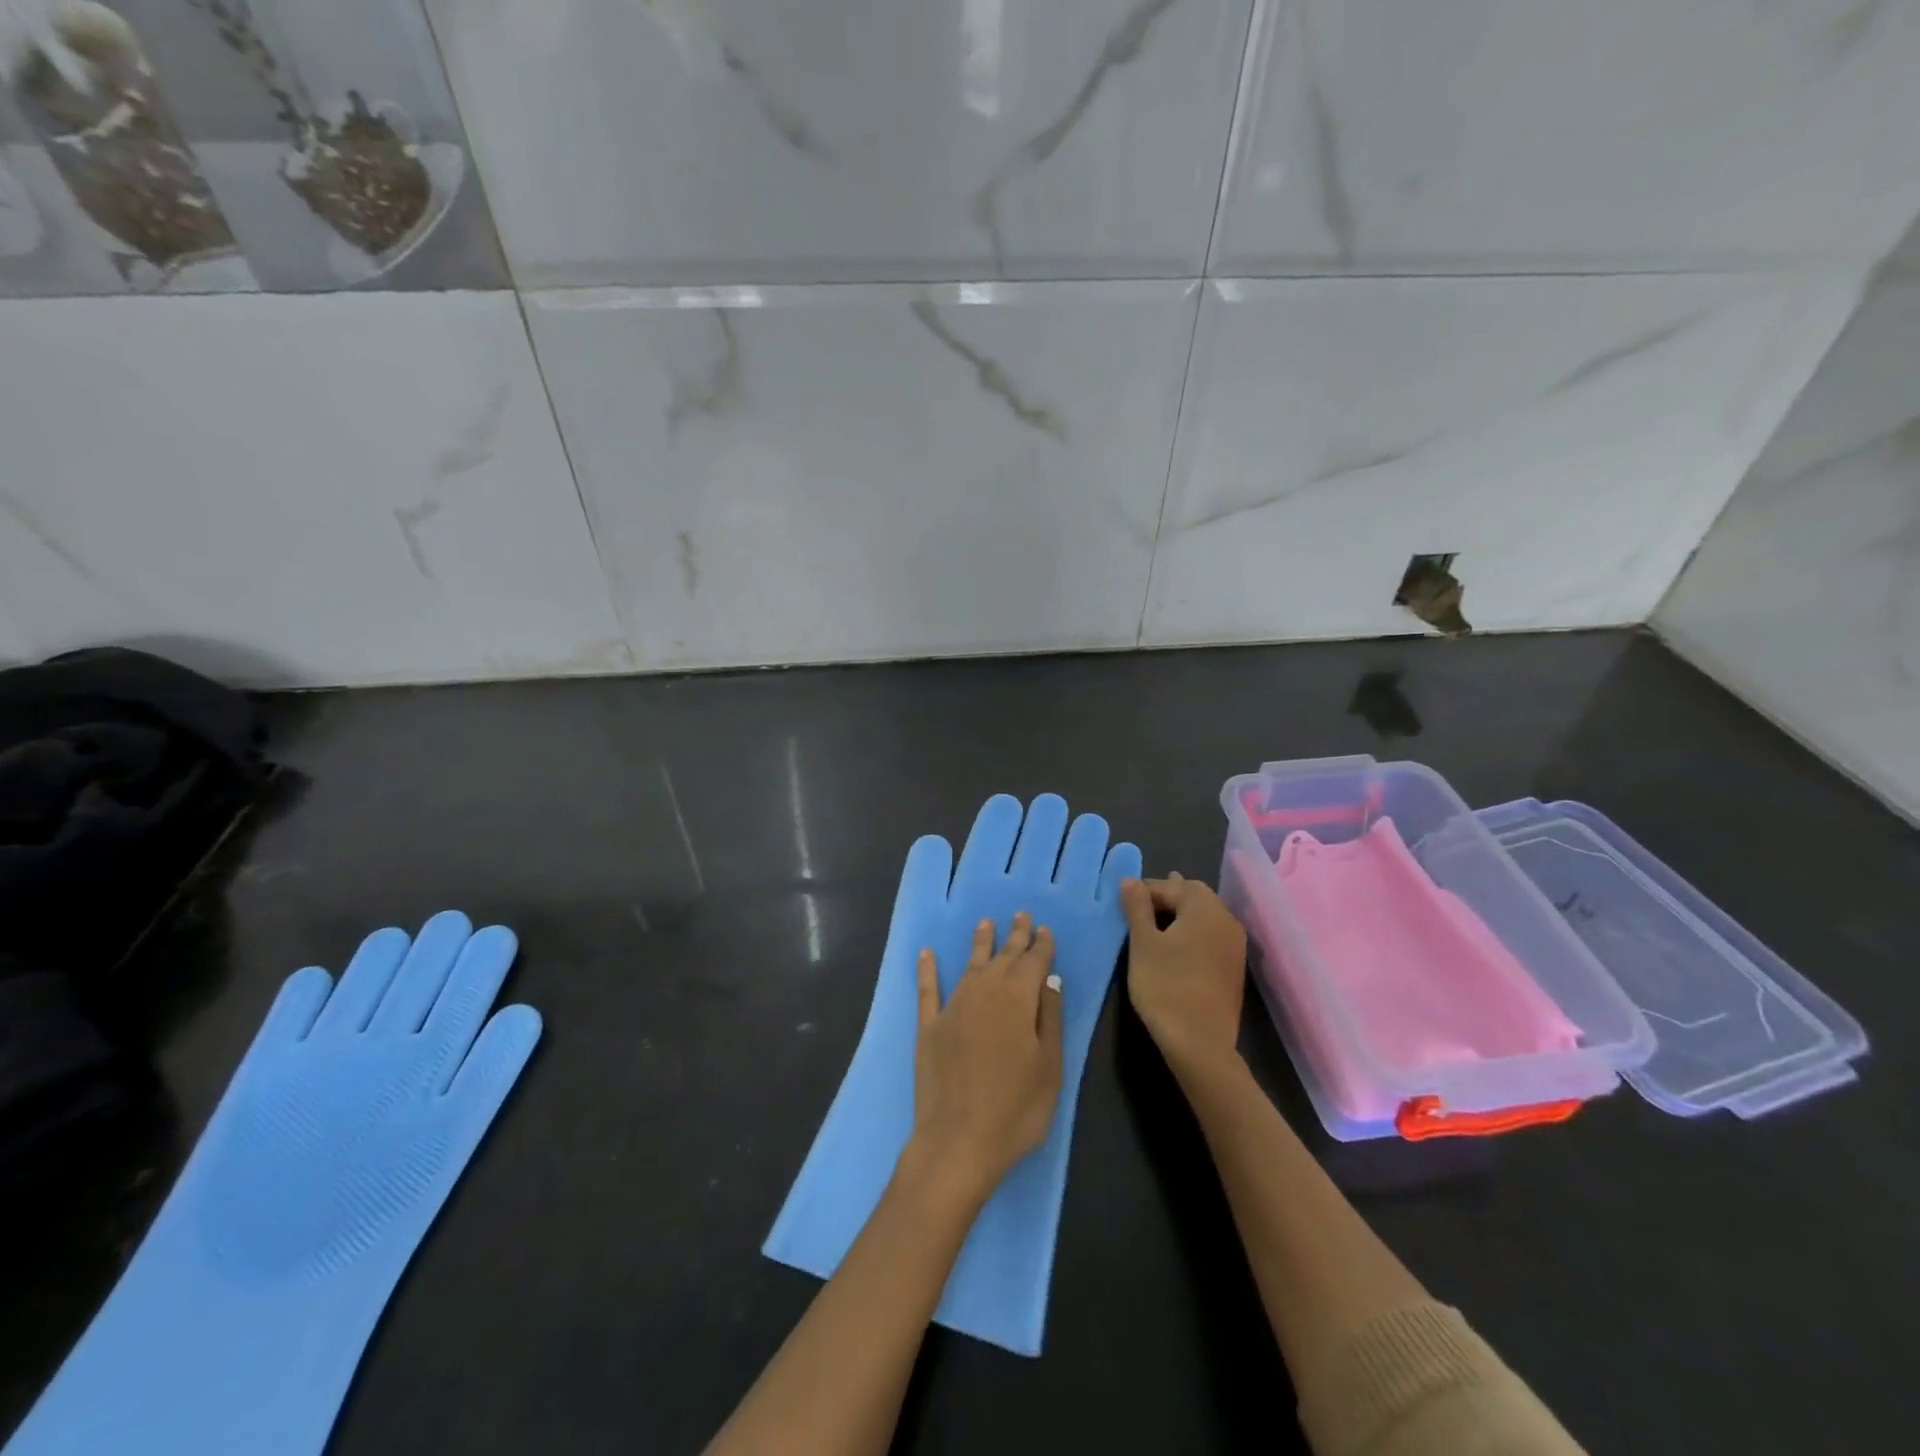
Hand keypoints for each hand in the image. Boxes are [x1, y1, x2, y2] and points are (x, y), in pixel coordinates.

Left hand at [908, 912, 1063, 1205]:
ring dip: (979, 943)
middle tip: (1020, 916)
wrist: (958, 1142)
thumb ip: (1050, 1018)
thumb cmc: (1016, 1108)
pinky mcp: (929, 1026)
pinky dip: (928, 970)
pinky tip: (926, 954)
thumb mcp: (1050, 1067)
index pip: (1033, 962)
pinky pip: (928, 989)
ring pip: (969, 965)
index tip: (1044, 930)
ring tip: (985, 924)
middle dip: (1014, 936)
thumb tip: (1050, 979)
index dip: (1040, 945)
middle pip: (1003, 957)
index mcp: (1018, 999)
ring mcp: (953, 1007)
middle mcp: (984, 992)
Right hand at [1121, 874, 1247, 1085]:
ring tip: (1157, 918)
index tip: (1123, 899)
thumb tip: (1131, 880)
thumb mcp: (1143, 943)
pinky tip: (1177, 942)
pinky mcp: (1234, 967)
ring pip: (1206, 915)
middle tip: (1140, 902)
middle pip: (1195, 895)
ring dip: (1181, 912)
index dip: (1145, 889)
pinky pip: (1211, 935)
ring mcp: (1234, 945)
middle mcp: (1226, 920)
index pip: (1171, 886)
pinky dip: (1193, 931)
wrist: (1200, 1043)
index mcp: (1205, 908)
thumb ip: (1137, 907)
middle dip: (1168, 894)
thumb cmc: (1165, 985)